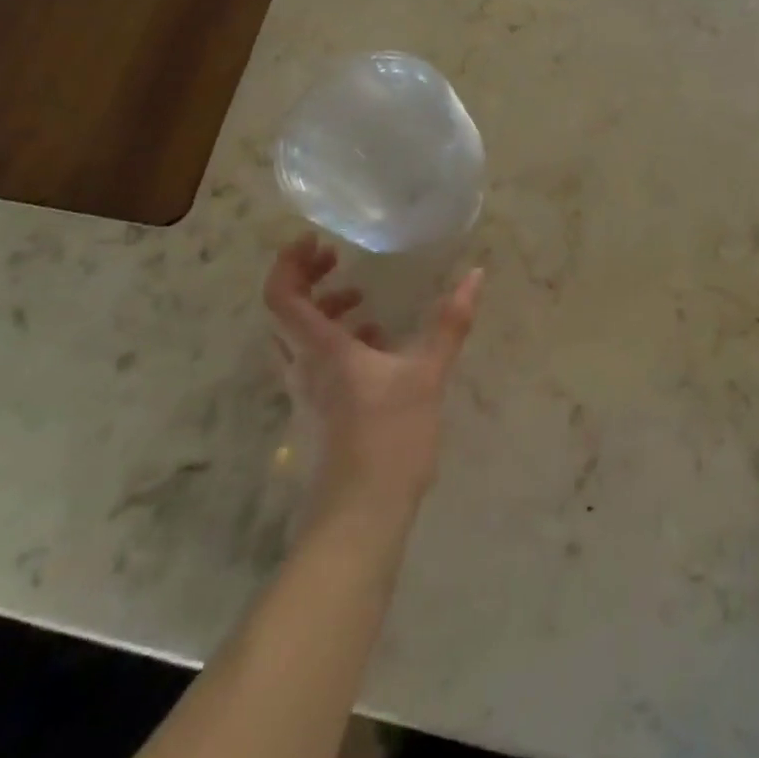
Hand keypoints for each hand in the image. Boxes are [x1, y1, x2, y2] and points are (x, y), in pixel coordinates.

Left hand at [264, 234, 483, 521]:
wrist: (361, 516)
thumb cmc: (390, 438)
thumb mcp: (427, 374)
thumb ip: (449, 323)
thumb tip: (475, 275)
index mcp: (321, 351)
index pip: (282, 297)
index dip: (290, 263)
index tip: (317, 241)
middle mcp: (303, 368)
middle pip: (284, 314)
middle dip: (306, 281)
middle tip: (337, 261)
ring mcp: (307, 395)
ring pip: (297, 339)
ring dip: (321, 311)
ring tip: (360, 299)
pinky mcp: (319, 415)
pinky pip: (314, 362)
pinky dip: (335, 341)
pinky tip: (375, 346)